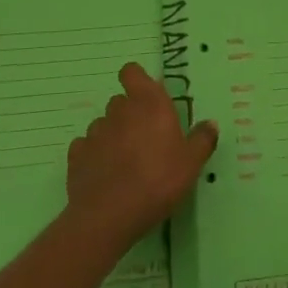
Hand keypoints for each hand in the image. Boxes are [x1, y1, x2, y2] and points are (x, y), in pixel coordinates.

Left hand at [66, 63, 216, 246]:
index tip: (146, 97)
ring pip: (103, 125)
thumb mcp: (191, 163)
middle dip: (129, 115)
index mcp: (148, 103)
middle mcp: (119, 110)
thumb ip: (202, 140)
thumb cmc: (157, 180)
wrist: (109, 215)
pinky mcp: (76, 156)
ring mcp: (94, 132)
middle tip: (144, 140)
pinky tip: (103, 175)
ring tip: (123, 162)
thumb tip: (210, 124)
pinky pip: (85, 148)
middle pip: (120, 101)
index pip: (132, 72)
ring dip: (112, 136)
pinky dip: (93, 156)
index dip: (136, 80)